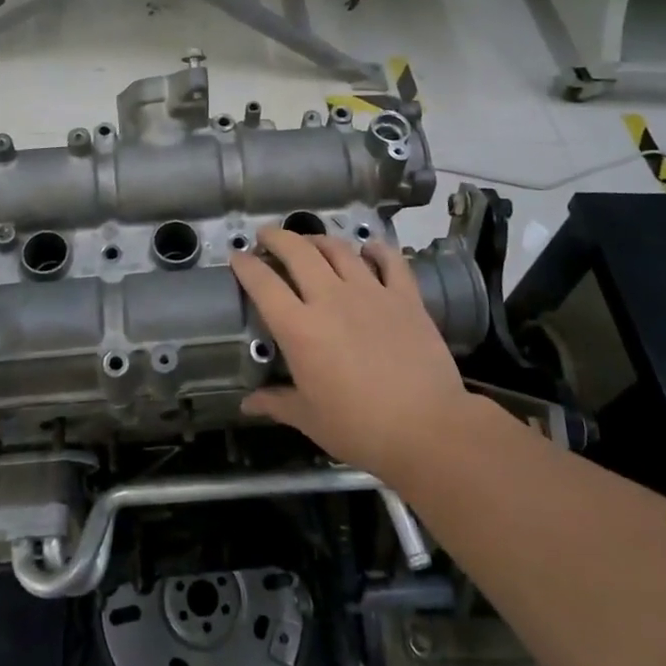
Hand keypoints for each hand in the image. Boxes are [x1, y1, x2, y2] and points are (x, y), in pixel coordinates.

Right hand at [233, 227, 480, 487]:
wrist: (428, 429)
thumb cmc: (360, 428)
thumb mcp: (310, 419)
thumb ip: (276, 403)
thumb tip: (247, 404)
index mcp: (300, 328)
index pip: (263, 283)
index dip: (246, 265)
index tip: (237, 257)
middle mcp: (330, 298)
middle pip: (298, 252)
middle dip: (276, 237)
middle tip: (266, 236)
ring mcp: (370, 292)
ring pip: (338, 249)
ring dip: (319, 240)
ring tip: (310, 242)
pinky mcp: (405, 296)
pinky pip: (389, 260)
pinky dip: (376, 249)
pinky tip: (368, 248)